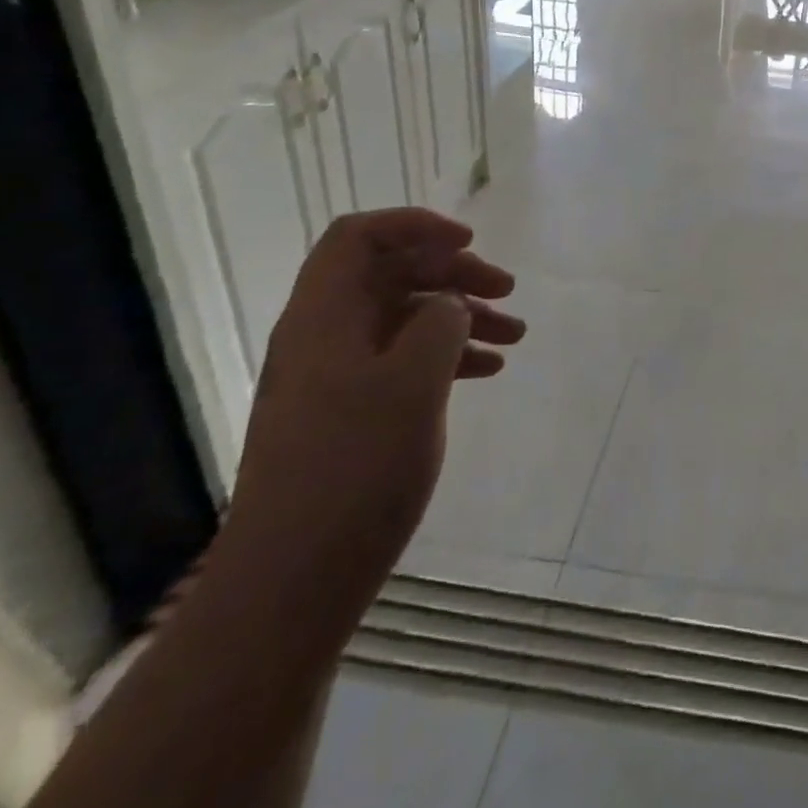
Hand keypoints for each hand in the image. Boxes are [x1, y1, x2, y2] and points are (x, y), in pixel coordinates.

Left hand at [224, 209, 523, 615]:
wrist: (292, 581)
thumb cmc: (355, 468)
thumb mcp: (414, 381)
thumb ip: (440, 322)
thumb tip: (448, 304)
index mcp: (323, 316)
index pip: (360, 237)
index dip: (415, 226)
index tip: (469, 242)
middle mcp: (323, 336)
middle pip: (391, 274)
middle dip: (454, 273)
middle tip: (508, 291)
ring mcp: (334, 377)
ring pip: (404, 318)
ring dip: (460, 316)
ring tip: (515, 336)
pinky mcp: (349, 413)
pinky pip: (403, 360)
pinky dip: (447, 355)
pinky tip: (488, 372)